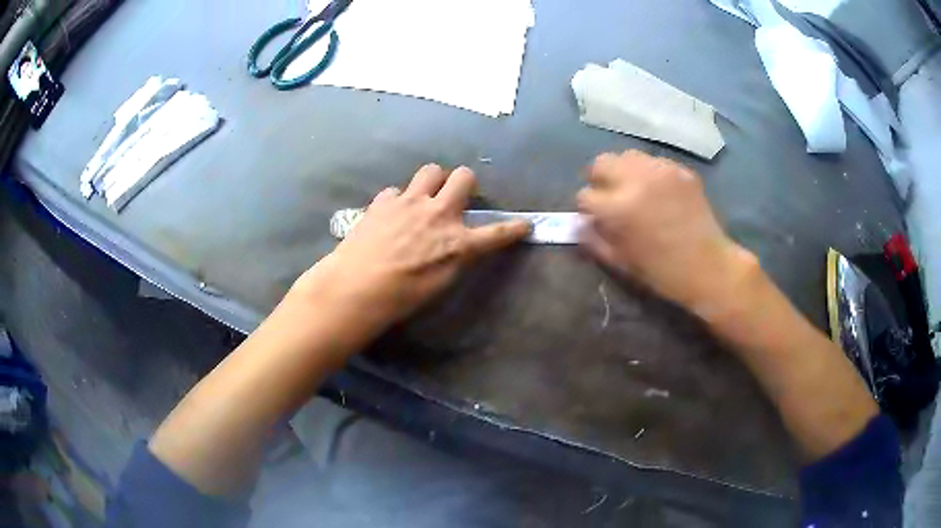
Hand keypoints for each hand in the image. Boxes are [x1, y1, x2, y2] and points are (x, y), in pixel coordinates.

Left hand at [293, 164, 530, 335]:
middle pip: (464, 177)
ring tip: (424, 196)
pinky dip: (397, 200)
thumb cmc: (401, 297)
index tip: (525, 224)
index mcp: (457, 243)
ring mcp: (410, 202)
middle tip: (457, 195)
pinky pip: (397, 190)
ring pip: (431, 170)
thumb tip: (456, 246)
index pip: (496, 233)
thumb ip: (453, 258)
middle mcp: (439, 214)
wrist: (357, 287)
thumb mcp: (439, 284)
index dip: (514, 229)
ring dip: (433, 181)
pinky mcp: (384, 201)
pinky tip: (390, 215)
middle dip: (465, 182)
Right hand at [577, 150, 755, 317]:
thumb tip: (580, 223)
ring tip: (634, 189)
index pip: (585, 195)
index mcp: (618, 208)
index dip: (587, 209)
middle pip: (601, 162)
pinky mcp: (680, 169)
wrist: (708, 267)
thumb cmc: (662, 272)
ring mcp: (661, 171)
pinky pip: (655, 162)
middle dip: (599, 179)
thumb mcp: (620, 263)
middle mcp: (636, 180)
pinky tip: (659, 192)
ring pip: (628, 156)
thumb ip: (594, 240)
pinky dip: (650, 174)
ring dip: (624, 171)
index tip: (596, 218)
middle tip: (609, 195)